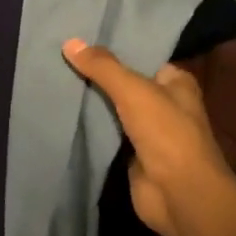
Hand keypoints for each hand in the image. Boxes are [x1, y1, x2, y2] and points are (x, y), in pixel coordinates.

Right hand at [62, 37, 235, 235]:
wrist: (179, 194)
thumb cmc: (166, 133)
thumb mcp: (133, 90)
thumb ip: (103, 67)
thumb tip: (69, 42)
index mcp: (176, 83)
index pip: (142, 58)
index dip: (115, 50)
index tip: (81, 40)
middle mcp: (166, 104)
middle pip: (125, 84)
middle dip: (98, 76)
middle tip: (60, 59)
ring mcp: (149, 132)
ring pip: (114, 110)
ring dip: (91, 103)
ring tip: (55, 80)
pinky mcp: (133, 156)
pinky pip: (107, 135)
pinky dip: (90, 128)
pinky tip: (63, 114)